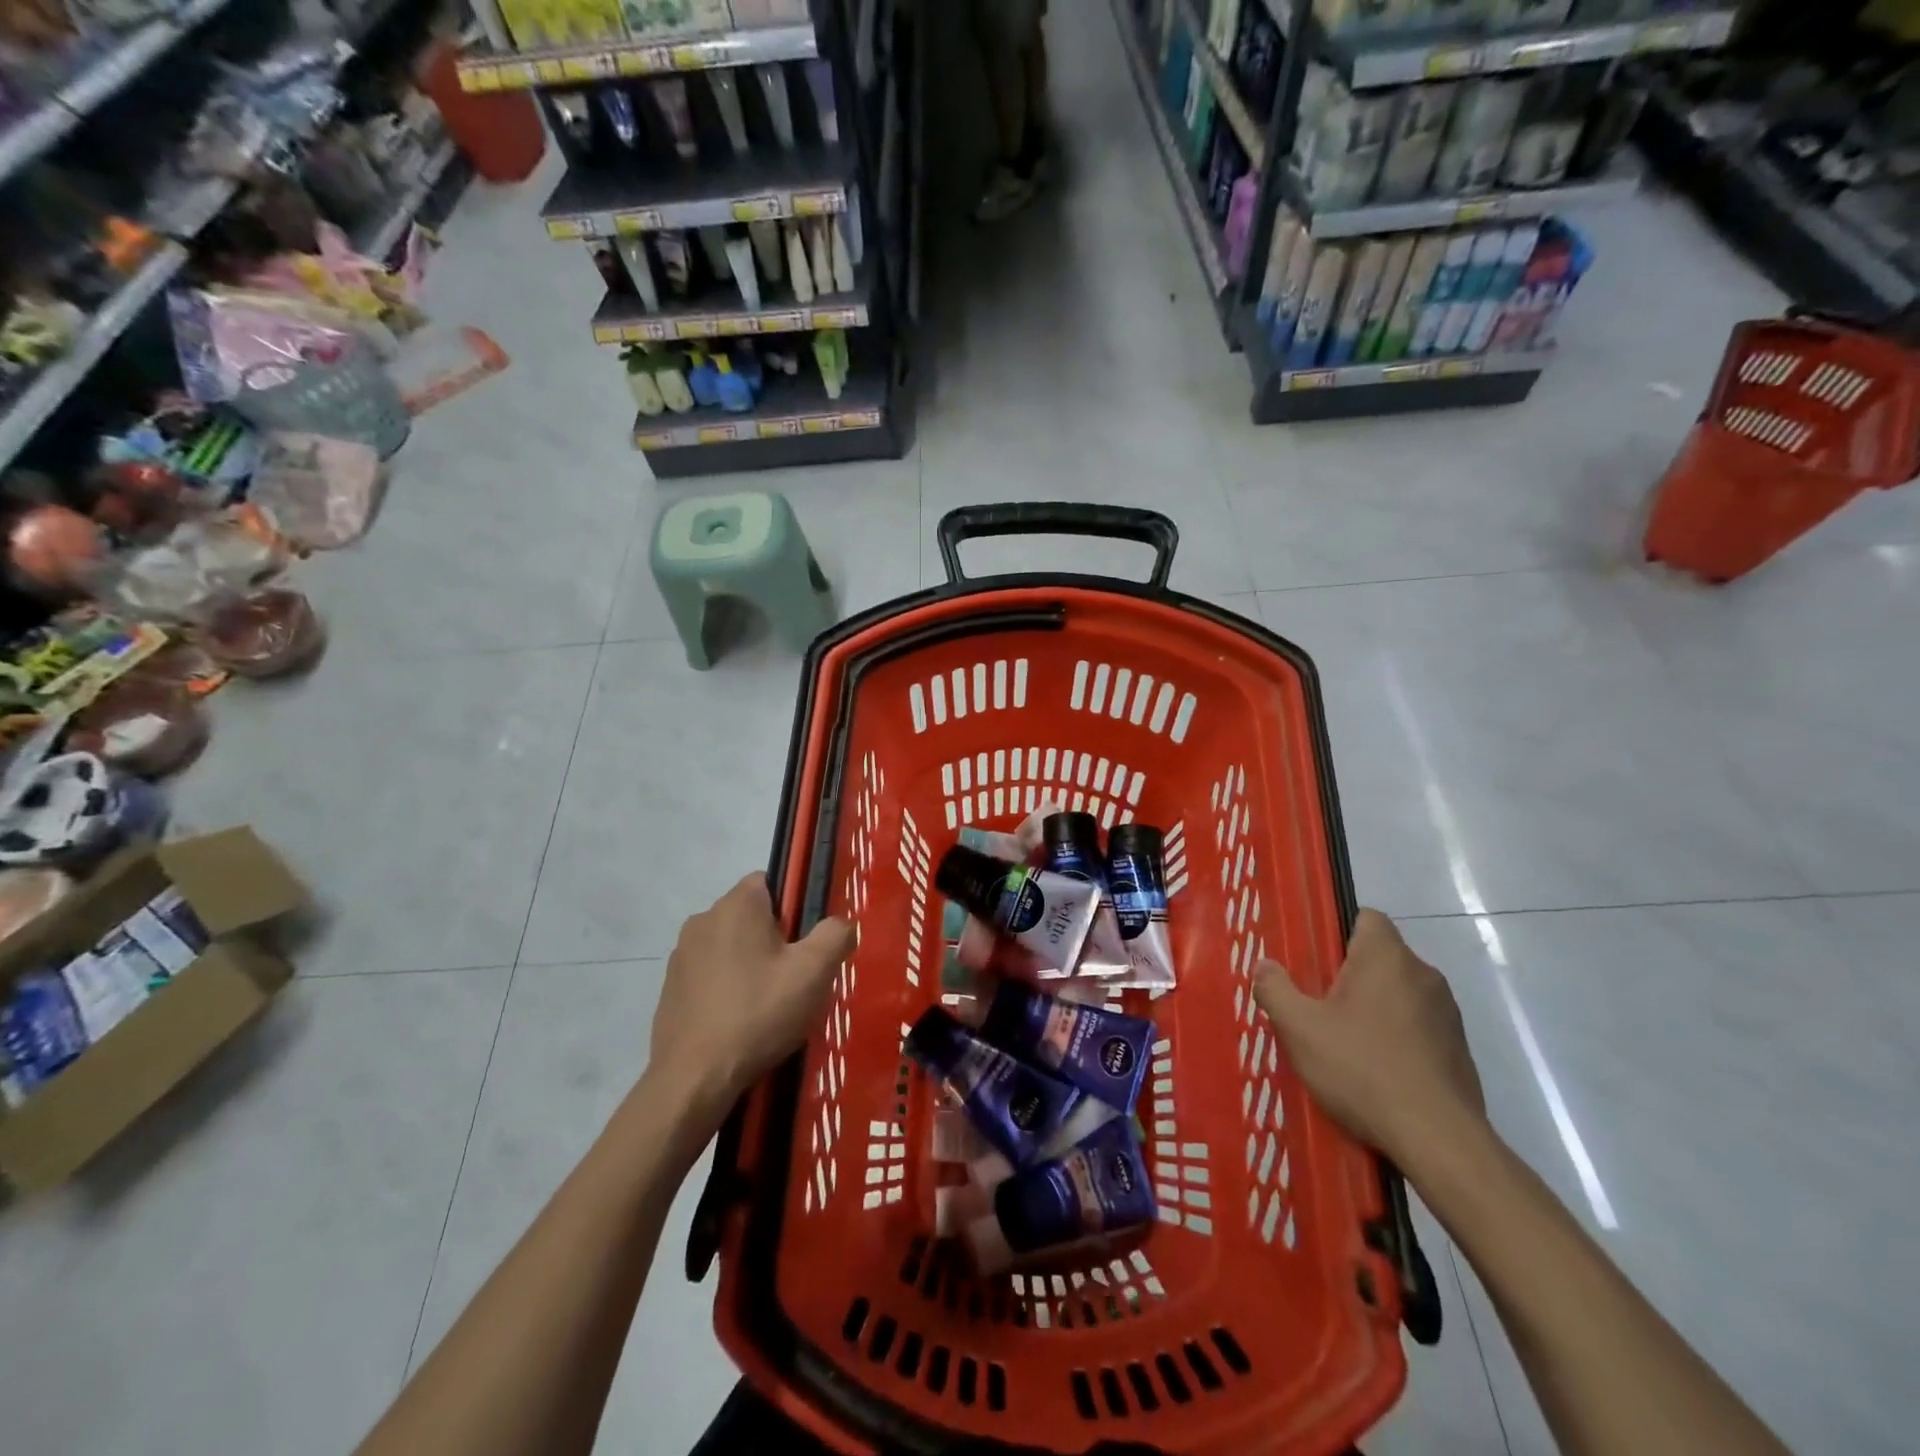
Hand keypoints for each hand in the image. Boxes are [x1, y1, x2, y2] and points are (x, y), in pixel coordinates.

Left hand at [649, 874, 854, 1123]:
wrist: (694, 1077)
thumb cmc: (758, 1013)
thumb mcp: (814, 972)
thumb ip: (835, 935)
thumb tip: (841, 925)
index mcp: (736, 905)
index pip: (770, 881)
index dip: (794, 908)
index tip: (805, 943)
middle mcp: (703, 919)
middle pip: (751, 915)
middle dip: (775, 939)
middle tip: (794, 977)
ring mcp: (681, 955)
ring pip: (730, 946)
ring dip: (750, 964)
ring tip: (768, 1005)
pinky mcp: (670, 988)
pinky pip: (710, 974)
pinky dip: (727, 988)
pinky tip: (740, 1021)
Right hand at [1254, 909, 1484, 1166]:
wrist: (1438, 1139)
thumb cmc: (1362, 1069)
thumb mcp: (1300, 1028)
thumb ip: (1275, 989)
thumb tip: (1264, 965)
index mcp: (1386, 958)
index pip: (1367, 917)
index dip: (1338, 931)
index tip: (1315, 960)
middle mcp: (1423, 975)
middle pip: (1380, 958)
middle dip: (1350, 976)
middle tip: (1317, 1005)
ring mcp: (1448, 1014)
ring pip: (1399, 994)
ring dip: (1374, 1009)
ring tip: (1344, 1043)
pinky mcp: (1460, 1050)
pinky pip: (1418, 1028)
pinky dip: (1397, 1039)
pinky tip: (1375, 1072)